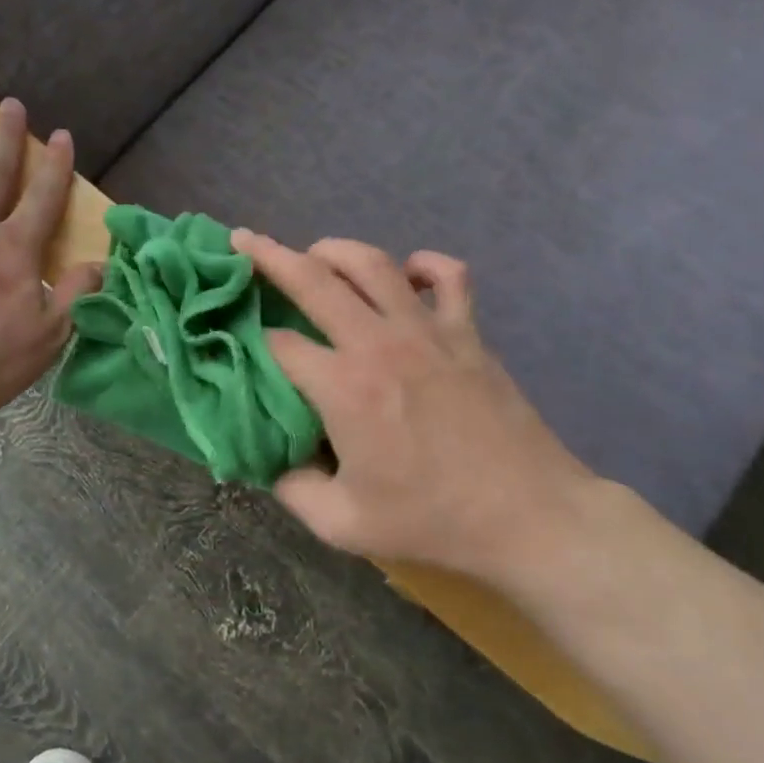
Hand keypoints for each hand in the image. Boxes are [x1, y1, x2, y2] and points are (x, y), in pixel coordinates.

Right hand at [232, 231, 608, 586]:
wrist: (528, 517)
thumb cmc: (432, 520)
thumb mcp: (342, 523)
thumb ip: (291, 487)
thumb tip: (266, 459)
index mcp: (344, 387)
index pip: (279, 343)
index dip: (250, 337)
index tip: (235, 338)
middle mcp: (380, 343)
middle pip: (314, 279)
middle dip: (269, 255)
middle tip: (243, 239)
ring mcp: (428, 331)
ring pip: (373, 263)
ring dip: (335, 249)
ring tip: (313, 253)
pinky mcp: (467, 333)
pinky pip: (448, 277)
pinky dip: (424, 264)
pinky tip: (407, 272)